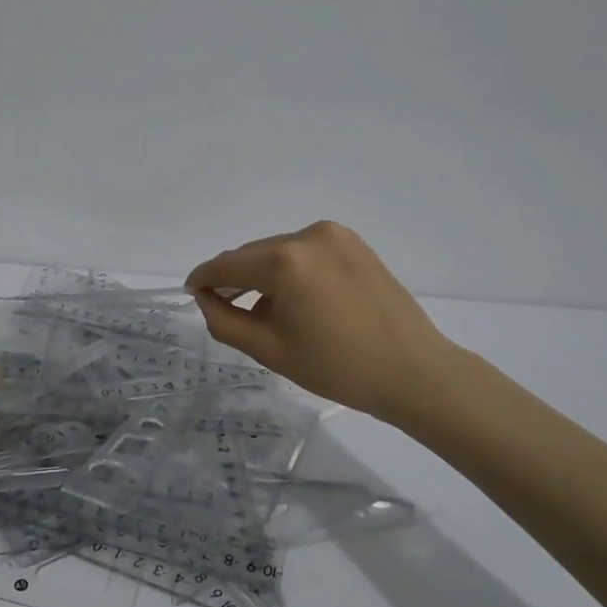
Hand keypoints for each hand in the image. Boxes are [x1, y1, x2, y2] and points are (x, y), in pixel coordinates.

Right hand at [186, 221, 467, 425]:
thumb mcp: (270, 350)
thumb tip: (205, 298)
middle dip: (235, 279)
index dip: (204, 278)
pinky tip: (296, 299)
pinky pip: (305, 251)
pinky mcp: (353, 243)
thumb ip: (224, 321)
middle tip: (226, 309)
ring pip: (278, 251)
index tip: (192, 291)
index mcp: (284, 261)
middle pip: (252, 255)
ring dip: (264, 275)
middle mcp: (307, 235)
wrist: (414, 371)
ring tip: (265, 310)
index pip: (227, 264)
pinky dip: (291, 270)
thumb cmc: (338, 367)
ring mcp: (334, 235)